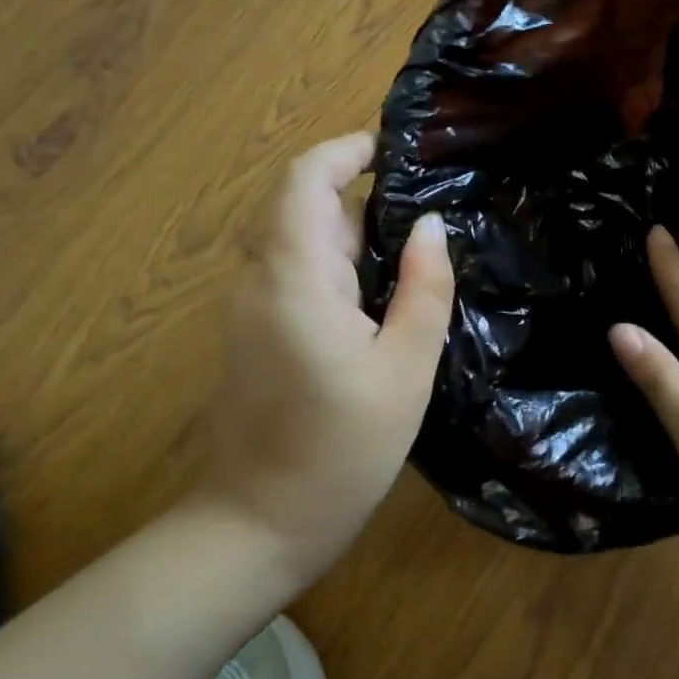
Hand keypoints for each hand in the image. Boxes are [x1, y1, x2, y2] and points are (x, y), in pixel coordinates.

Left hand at [210, 133, 453, 581]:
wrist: (257, 527)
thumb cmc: (341, 452)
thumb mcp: (404, 370)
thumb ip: (422, 289)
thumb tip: (429, 225)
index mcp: (293, 279)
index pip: (305, 180)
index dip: (345, 151)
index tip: (396, 150)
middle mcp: (259, 281)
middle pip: (303, 208)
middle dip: (360, 196)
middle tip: (429, 213)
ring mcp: (248, 310)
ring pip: (298, 243)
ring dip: (350, 234)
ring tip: (415, 251)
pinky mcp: (253, 336)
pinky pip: (293, 276)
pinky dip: (334, 266)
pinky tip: (379, 296)